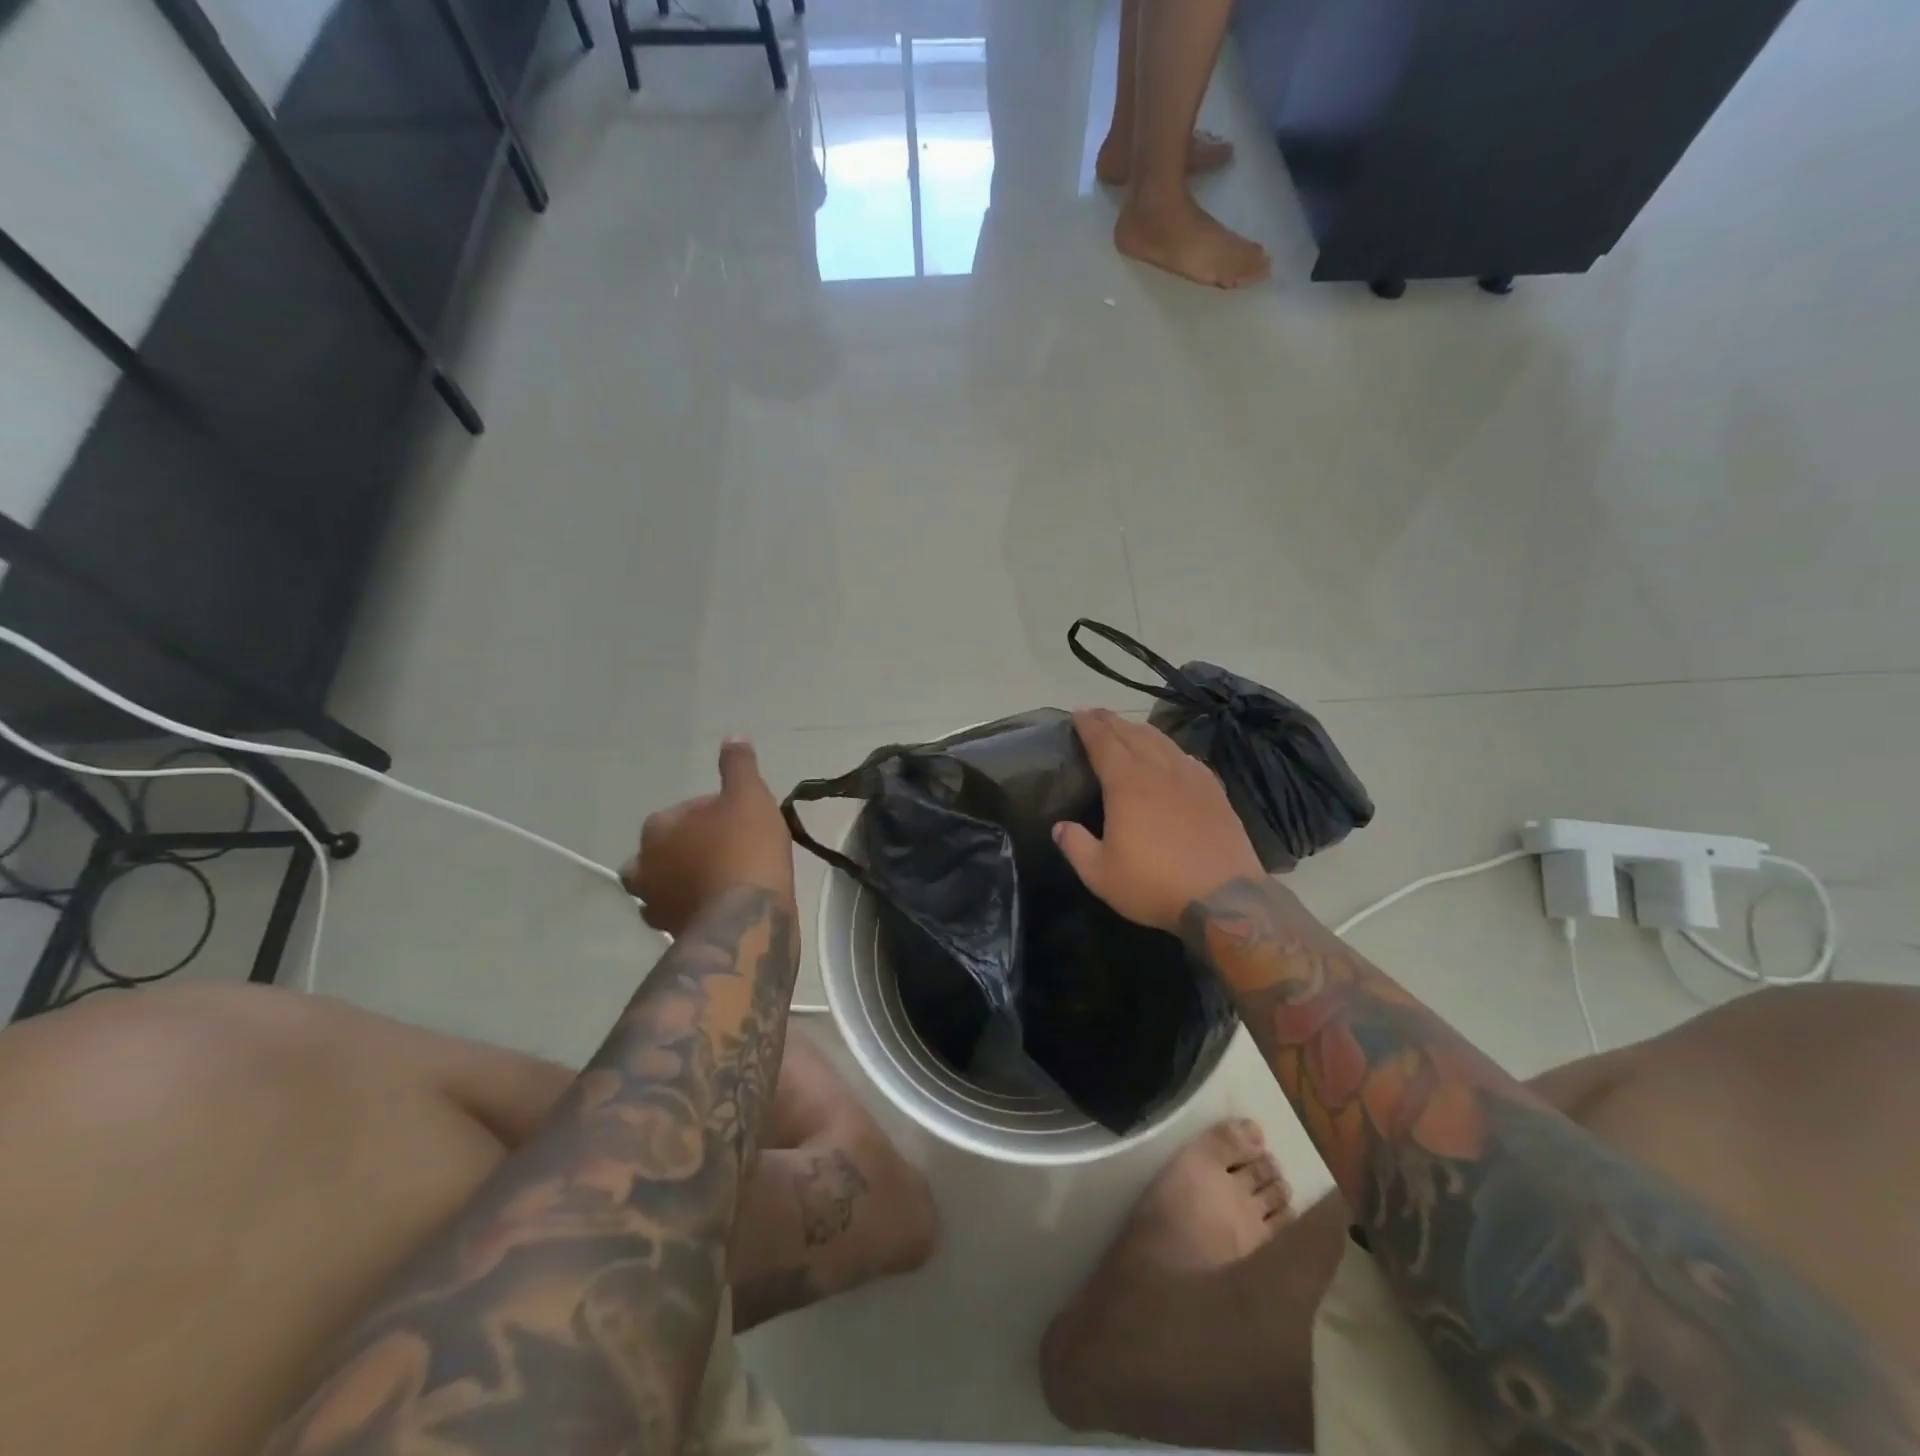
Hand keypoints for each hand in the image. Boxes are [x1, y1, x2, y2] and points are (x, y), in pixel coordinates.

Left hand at [621, 739, 795, 935]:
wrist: (747, 919)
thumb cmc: (745, 849)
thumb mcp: (749, 796)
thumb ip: (738, 766)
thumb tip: (733, 737)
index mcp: (657, 828)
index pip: (682, 811)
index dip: (714, 812)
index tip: (741, 820)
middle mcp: (645, 867)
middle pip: (661, 852)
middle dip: (684, 850)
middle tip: (723, 851)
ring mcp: (655, 906)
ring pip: (666, 886)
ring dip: (686, 882)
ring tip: (722, 881)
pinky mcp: (673, 936)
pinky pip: (681, 914)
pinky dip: (696, 909)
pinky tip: (723, 907)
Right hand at [1055, 708, 1263, 933]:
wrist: (1223, 898)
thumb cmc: (1153, 884)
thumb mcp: (1100, 874)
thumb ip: (1075, 846)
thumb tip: (1060, 826)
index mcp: (1126, 783)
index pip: (1103, 742)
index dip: (1089, 725)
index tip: (1077, 713)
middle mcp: (1158, 770)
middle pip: (1132, 734)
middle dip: (1111, 720)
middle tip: (1096, 714)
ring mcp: (1191, 778)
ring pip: (1162, 741)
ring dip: (1140, 729)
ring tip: (1128, 727)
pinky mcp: (1215, 792)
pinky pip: (1187, 758)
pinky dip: (1170, 749)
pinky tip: (1171, 754)